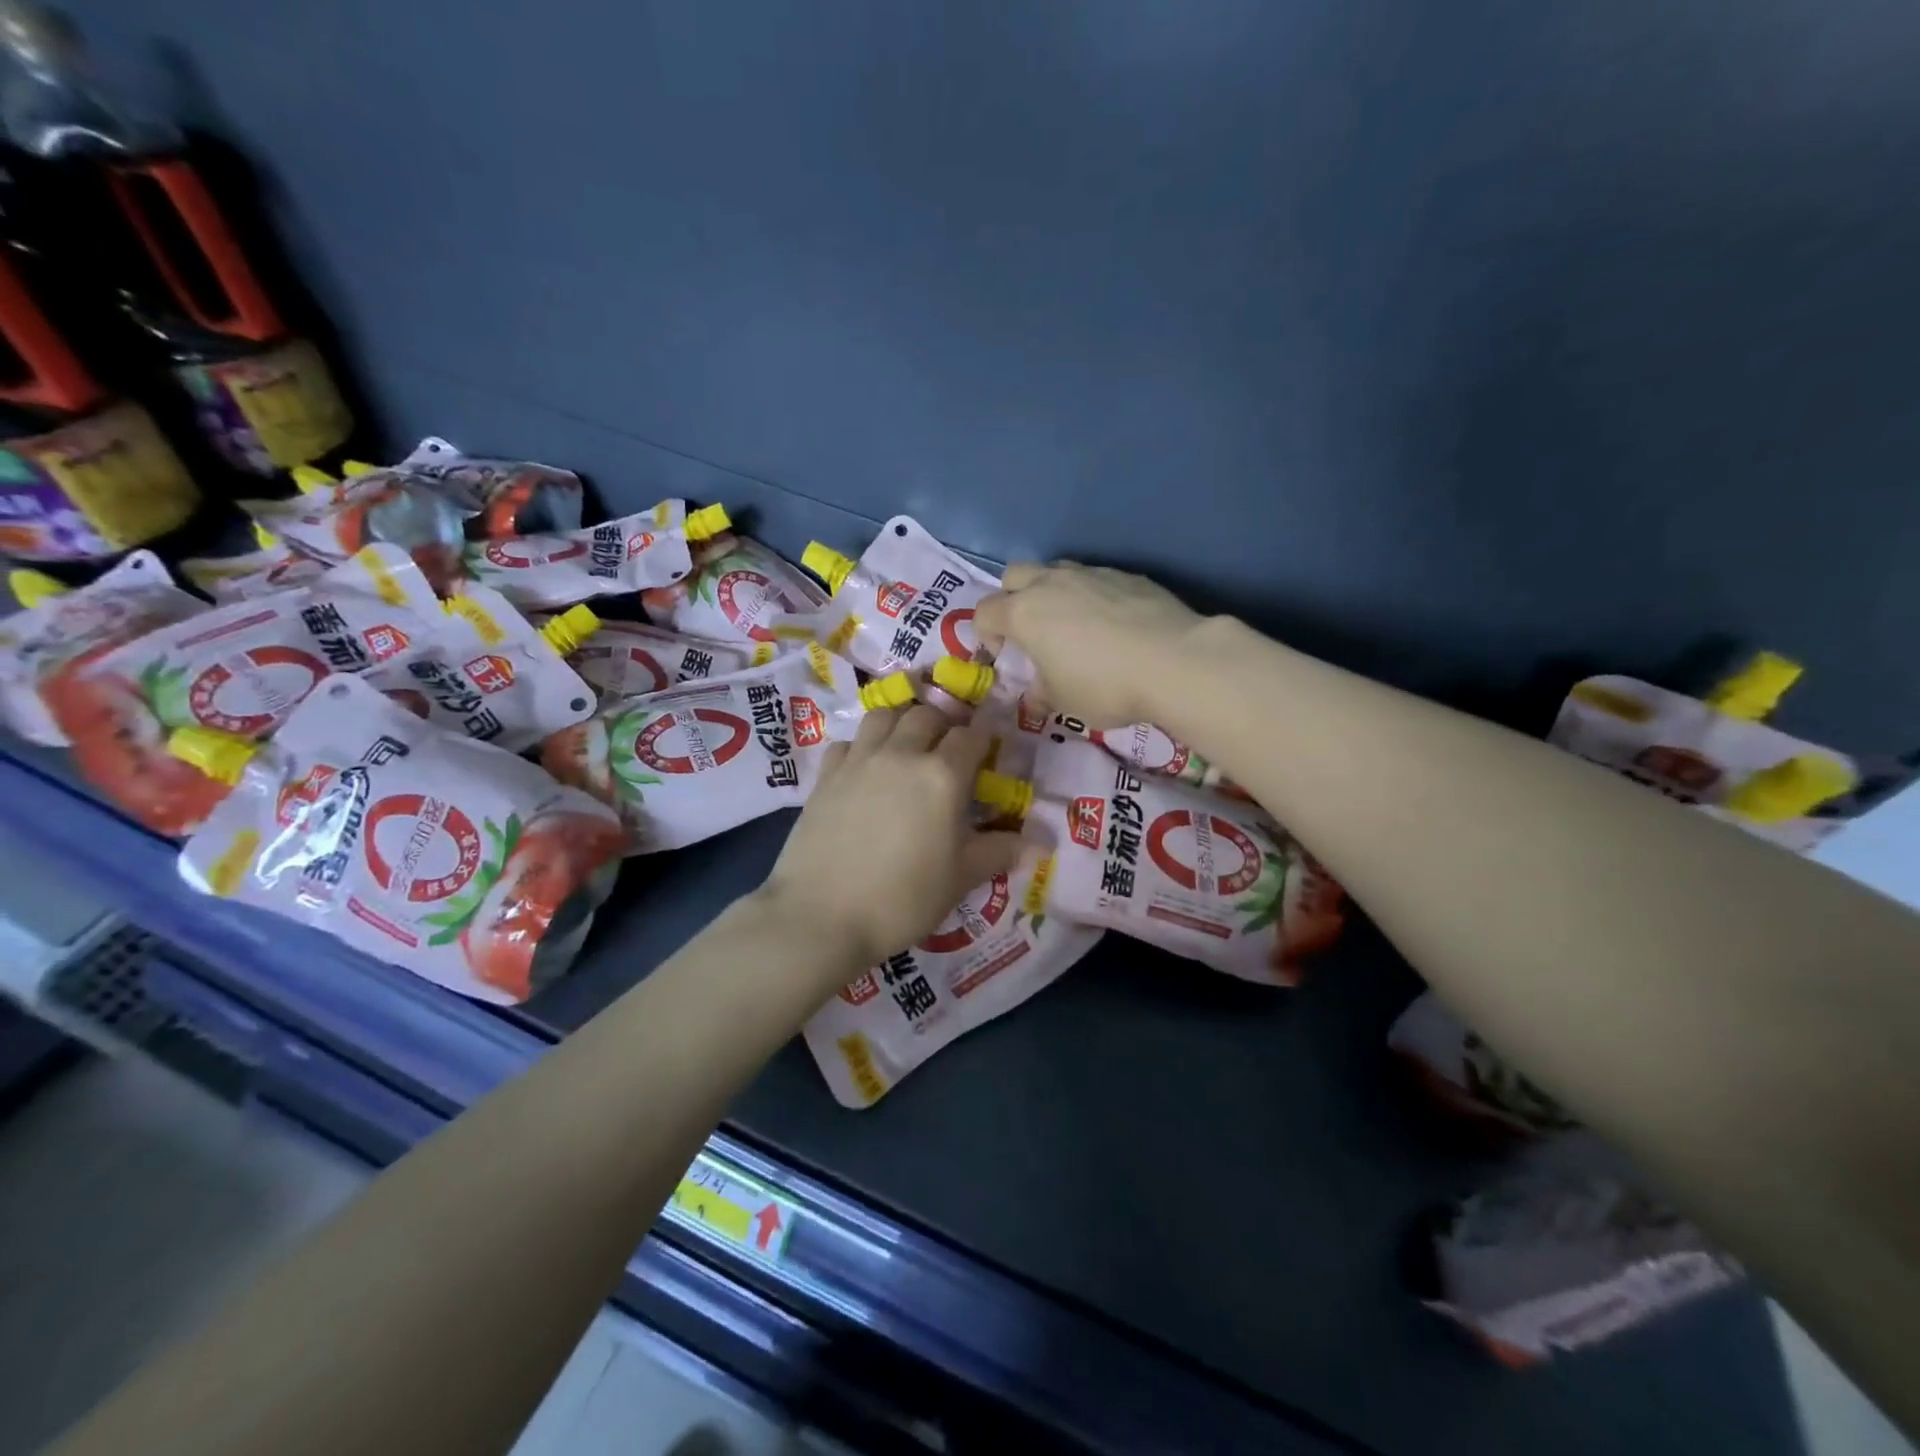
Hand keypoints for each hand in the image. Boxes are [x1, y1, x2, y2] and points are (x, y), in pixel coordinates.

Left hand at [760, 705, 1022, 977]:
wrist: (821, 915)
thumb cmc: (902, 899)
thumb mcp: (960, 878)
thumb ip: (999, 852)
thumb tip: (1044, 842)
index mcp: (942, 776)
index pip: (971, 735)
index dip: (984, 734)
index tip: (989, 743)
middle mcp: (902, 754)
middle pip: (927, 716)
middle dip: (944, 724)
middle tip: (948, 749)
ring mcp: (859, 760)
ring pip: (884, 716)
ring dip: (902, 721)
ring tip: (907, 745)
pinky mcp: (826, 775)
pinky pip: (848, 742)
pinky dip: (862, 745)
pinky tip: (865, 768)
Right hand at [974, 561, 1203, 727]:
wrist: (1174, 660)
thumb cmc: (1105, 686)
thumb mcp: (1063, 702)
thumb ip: (1040, 694)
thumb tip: (1035, 695)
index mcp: (1023, 614)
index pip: (984, 612)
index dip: (985, 635)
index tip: (1004, 657)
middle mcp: (1050, 584)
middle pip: (1013, 575)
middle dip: (1011, 599)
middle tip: (1029, 631)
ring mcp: (1090, 573)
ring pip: (1055, 570)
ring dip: (1051, 592)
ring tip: (1071, 624)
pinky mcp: (1126, 574)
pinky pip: (1094, 578)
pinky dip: (1091, 595)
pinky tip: (1112, 623)